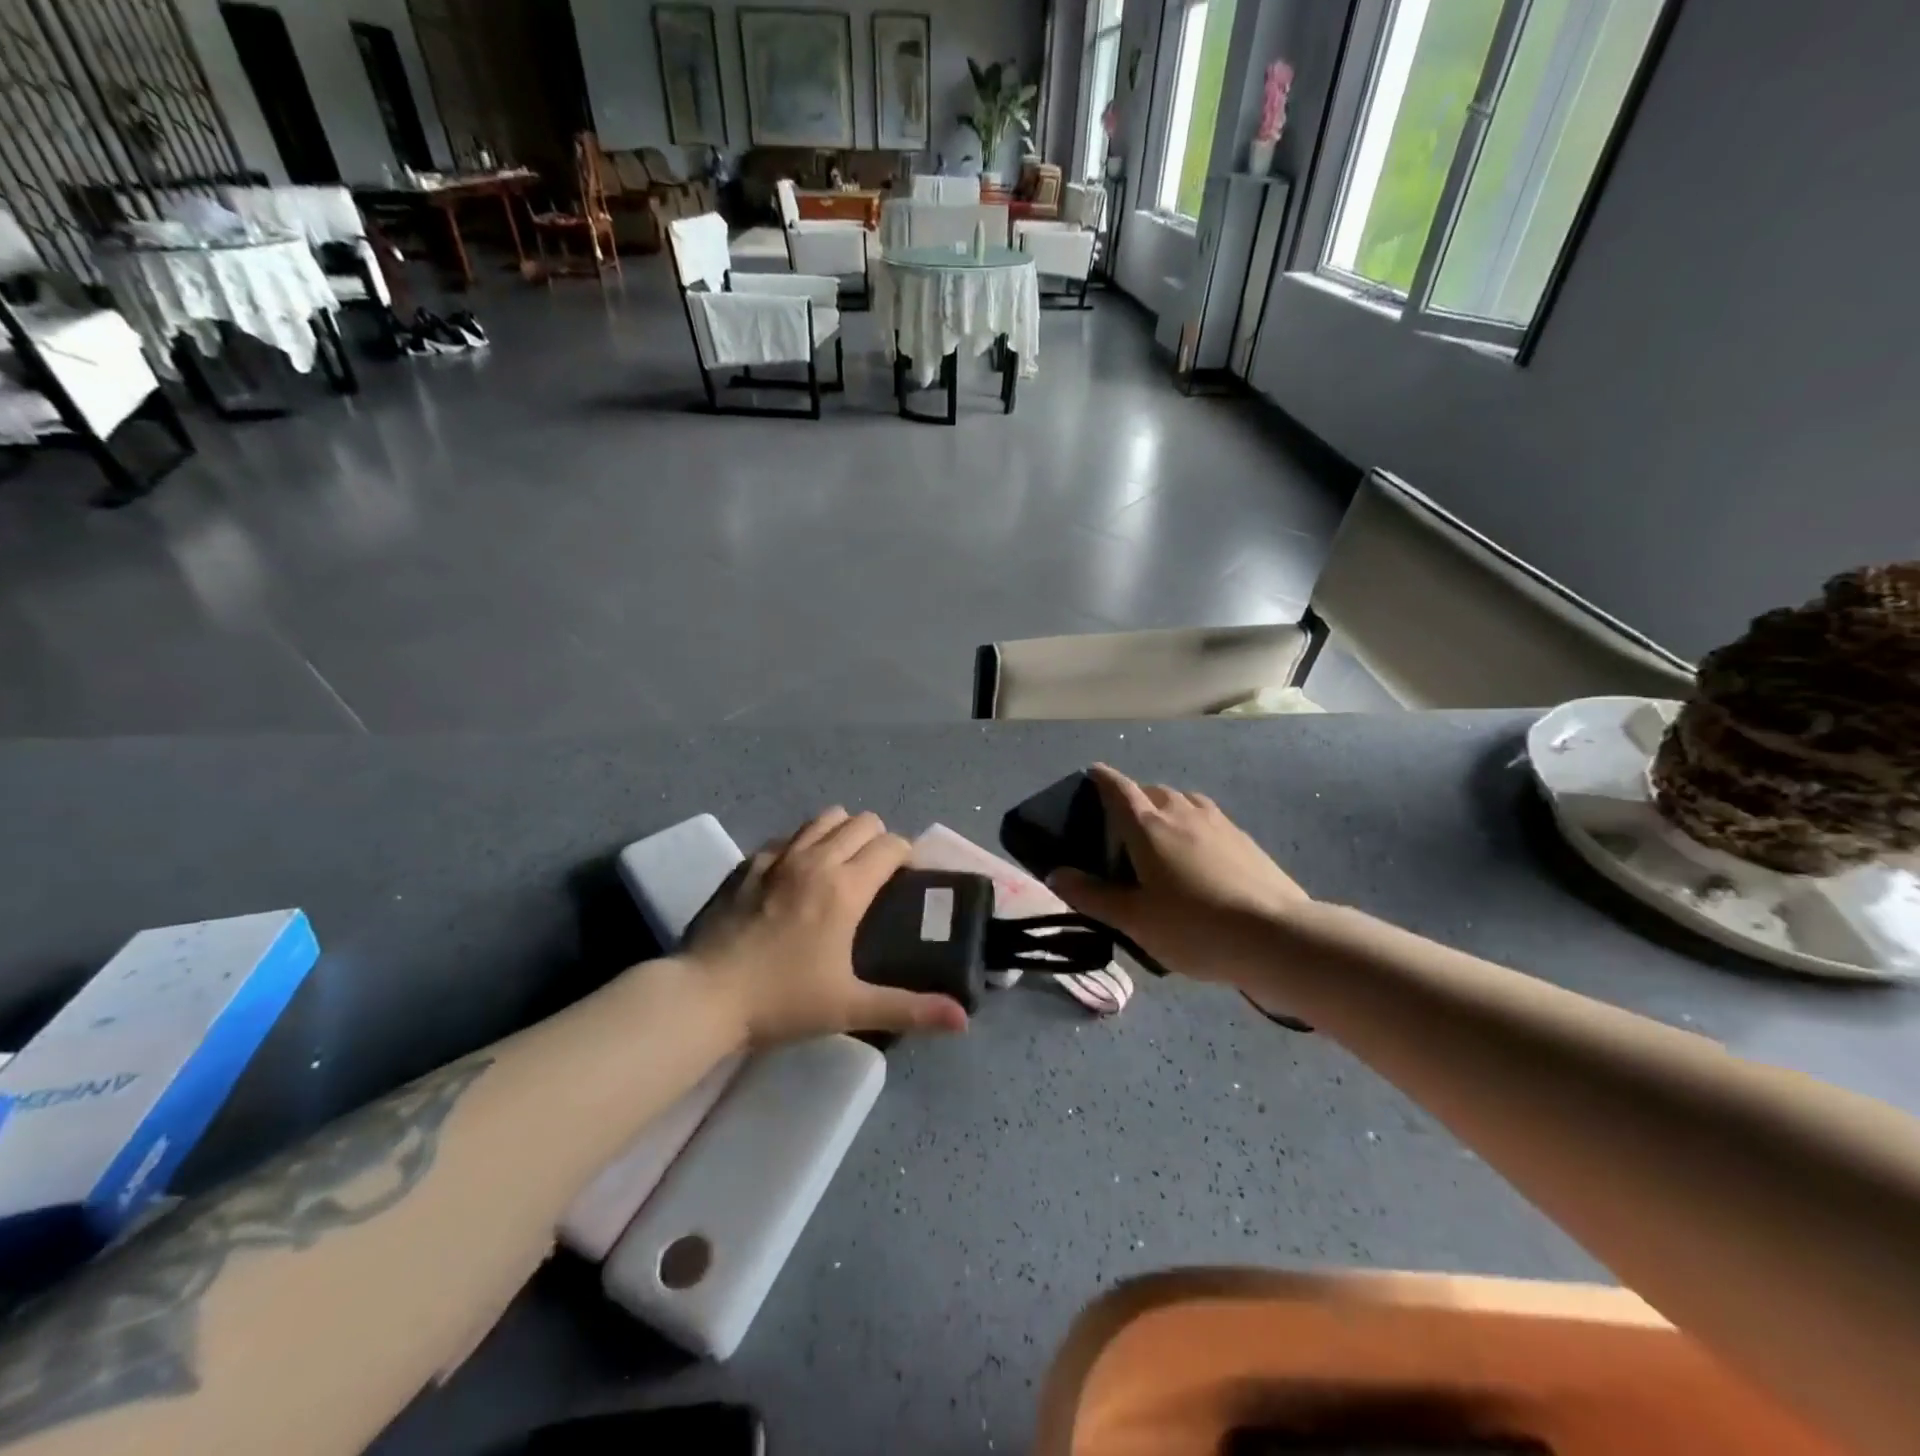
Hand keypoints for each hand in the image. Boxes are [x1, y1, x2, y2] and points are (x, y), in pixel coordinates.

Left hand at [682, 808, 969, 1044]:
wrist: (704, 996)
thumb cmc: (783, 1000)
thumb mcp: (851, 1007)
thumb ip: (911, 1008)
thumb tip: (963, 1020)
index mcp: (846, 886)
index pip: (891, 844)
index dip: (907, 856)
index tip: (906, 881)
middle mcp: (816, 859)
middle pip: (862, 821)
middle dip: (878, 840)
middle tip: (876, 877)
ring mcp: (777, 856)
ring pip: (824, 818)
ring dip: (841, 833)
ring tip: (840, 867)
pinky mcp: (748, 862)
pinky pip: (788, 836)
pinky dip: (803, 844)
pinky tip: (796, 877)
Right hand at [1049, 763, 1310, 987]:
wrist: (1275, 936)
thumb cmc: (1193, 926)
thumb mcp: (1133, 920)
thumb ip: (1092, 895)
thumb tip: (1056, 873)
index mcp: (1147, 826)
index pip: (1118, 788)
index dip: (1101, 778)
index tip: (1091, 774)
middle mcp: (1181, 812)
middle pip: (1151, 791)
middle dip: (1133, 799)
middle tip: (1122, 826)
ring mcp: (1218, 822)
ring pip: (1183, 801)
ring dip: (1166, 809)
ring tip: (1160, 837)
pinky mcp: (1244, 838)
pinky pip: (1207, 819)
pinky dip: (1193, 825)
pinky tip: (1198, 855)